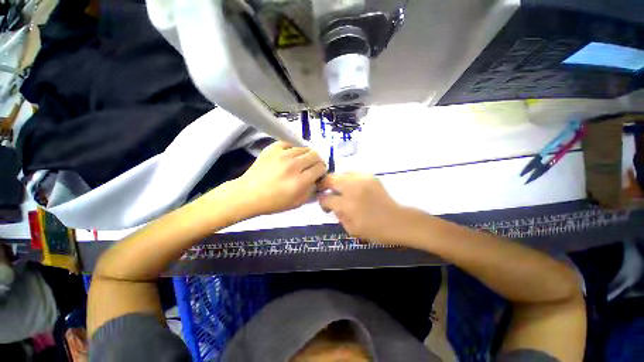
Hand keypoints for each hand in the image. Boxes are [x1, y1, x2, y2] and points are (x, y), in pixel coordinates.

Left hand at [233, 141, 326, 216]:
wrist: (248, 194)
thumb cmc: (274, 202)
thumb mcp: (297, 203)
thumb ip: (312, 190)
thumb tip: (318, 178)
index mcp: (300, 181)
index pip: (320, 168)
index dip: (321, 170)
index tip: (318, 173)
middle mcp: (294, 165)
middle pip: (315, 155)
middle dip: (316, 161)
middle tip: (311, 166)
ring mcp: (282, 154)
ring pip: (304, 148)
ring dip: (305, 154)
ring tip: (300, 161)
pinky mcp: (273, 148)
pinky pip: (290, 143)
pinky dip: (293, 149)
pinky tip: (289, 155)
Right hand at [317, 173, 415, 243]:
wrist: (398, 221)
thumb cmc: (375, 230)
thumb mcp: (351, 229)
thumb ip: (338, 215)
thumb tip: (332, 205)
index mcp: (347, 205)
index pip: (326, 198)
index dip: (321, 201)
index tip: (323, 204)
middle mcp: (352, 189)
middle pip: (330, 179)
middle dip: (323, 184)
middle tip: (324, 190)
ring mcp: (362, 180)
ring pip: (341, 173)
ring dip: (336, 180)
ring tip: (338, 188)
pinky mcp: (370, 177)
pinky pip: (353, 173)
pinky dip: (348, 178)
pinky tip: (351, 186)